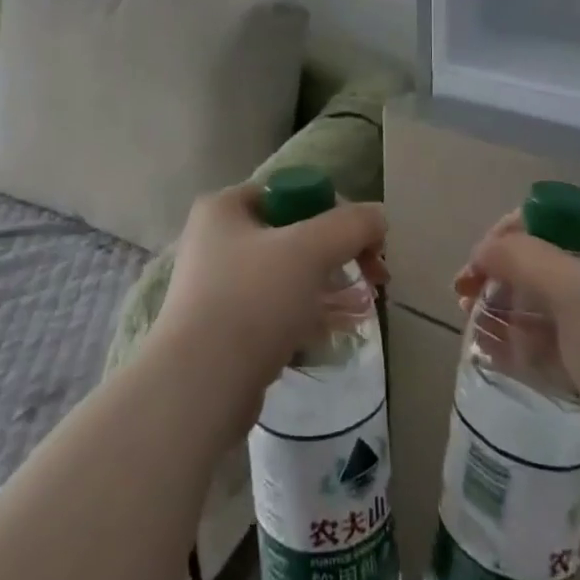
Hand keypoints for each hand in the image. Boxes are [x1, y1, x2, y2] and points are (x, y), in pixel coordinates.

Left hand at [152, 183, 388, 431]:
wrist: (200, 386)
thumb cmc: (252, 300)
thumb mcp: (309, 250)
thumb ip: (350, 225)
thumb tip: (379, 215)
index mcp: (224, 207)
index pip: (292, 192)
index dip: (334, 212)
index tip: (368, 243)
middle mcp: (217, 239)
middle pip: (294, 234)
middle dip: (339, 254)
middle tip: (376, 277)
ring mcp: (219, 286)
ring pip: (288, 275)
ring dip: (329, 286)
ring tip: (365, 307)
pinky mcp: (226, 328)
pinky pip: (277, 311)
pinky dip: (308, 316)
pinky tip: (339, 331)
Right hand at [454, 213, 579, 485]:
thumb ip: (525, 258)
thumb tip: (483, 250)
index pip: (560, 217)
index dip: (516, 230)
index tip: (481, 257)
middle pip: (548, 260)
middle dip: (504, 273)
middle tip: (464, 293)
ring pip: (546, 304)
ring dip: (506, 308)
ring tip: (471, 324)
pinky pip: (553, 344)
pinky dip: (521, 343)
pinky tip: (490, 351)